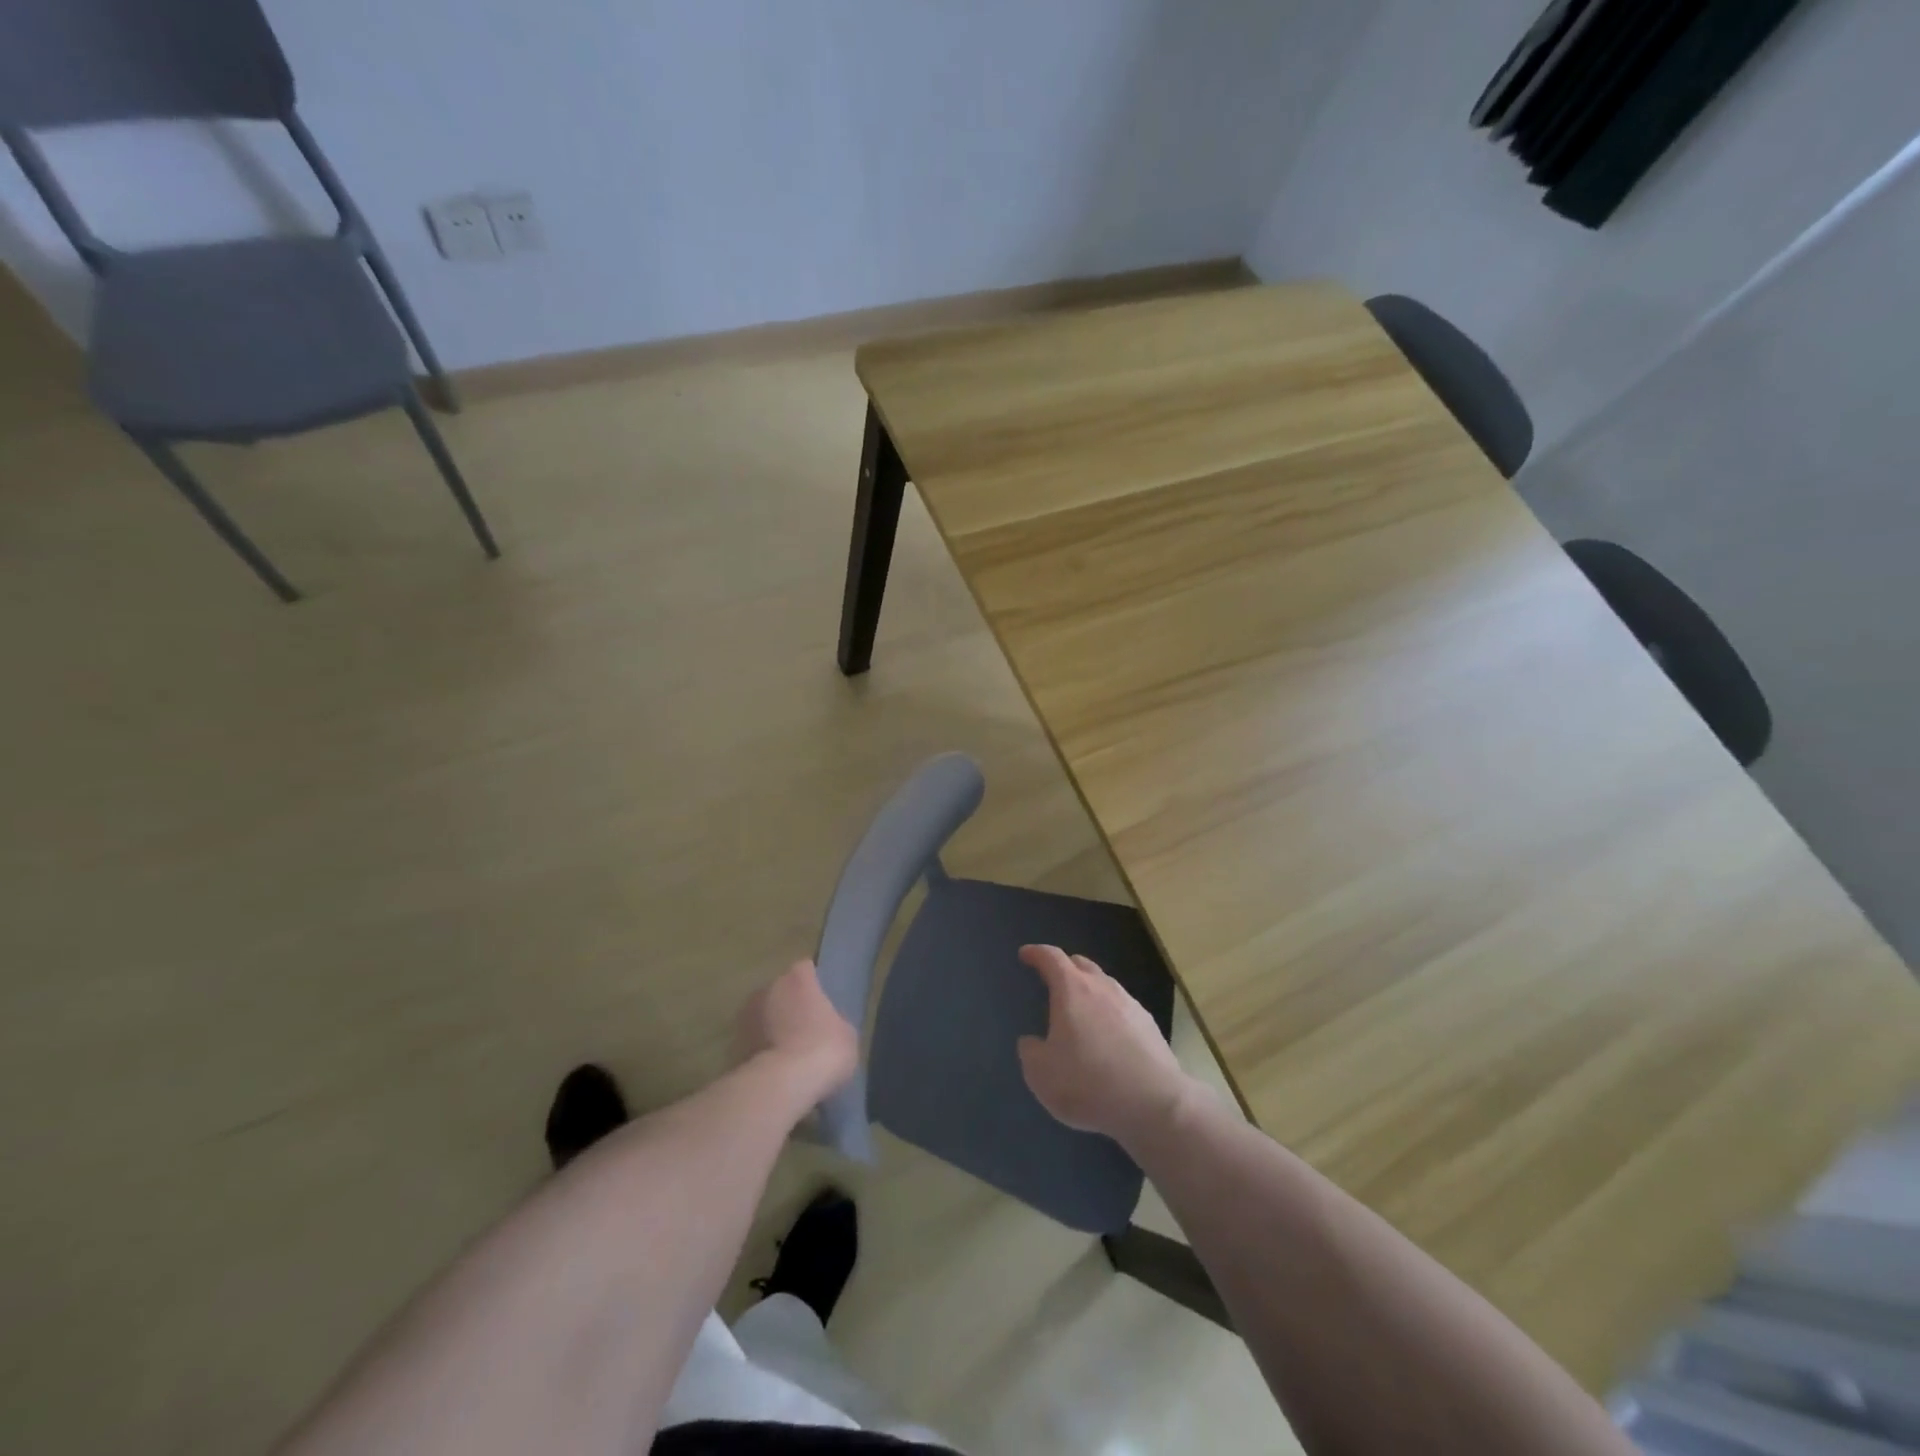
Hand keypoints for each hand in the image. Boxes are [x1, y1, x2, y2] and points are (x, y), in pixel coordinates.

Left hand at [735, 959, 859, 1103]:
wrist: (782, 1084)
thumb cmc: (824, 1049)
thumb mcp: (846, 1033)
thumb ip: (833, 1021)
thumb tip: (826, 1026)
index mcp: (798, 978)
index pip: (805, 969)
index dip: (813, 985)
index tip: (820, 1002)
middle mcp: (768, 987)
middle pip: (780, 990)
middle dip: (789, 1004)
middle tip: (804, 1027)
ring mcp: (746, 1015)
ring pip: (763, 1014)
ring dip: (772, 1026)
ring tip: (787, 1050)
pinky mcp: (733, 1044)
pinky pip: (753, 1040)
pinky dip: (760, 1049)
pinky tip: (774, 1068)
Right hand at [1016, 944, 1194, 1147]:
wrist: (1154, 1104)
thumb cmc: (1088, 1083)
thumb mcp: (1041, 1074)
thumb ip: (1030, 1052)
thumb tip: (1032, 1042)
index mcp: (1072, 990)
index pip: (1051, 958)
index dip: (1036, 953)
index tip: (1026, 954)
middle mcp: (1102, 988)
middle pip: (1081, 964)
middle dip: (1065, 967)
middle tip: (1053, 979)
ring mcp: (1130, 1004)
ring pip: (1105, 985)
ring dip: (1089, 990)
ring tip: (1080, 1010)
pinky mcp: (1149, 1025)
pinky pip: (1122, 1008)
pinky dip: (1109, 1013)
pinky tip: (1108, 1035)